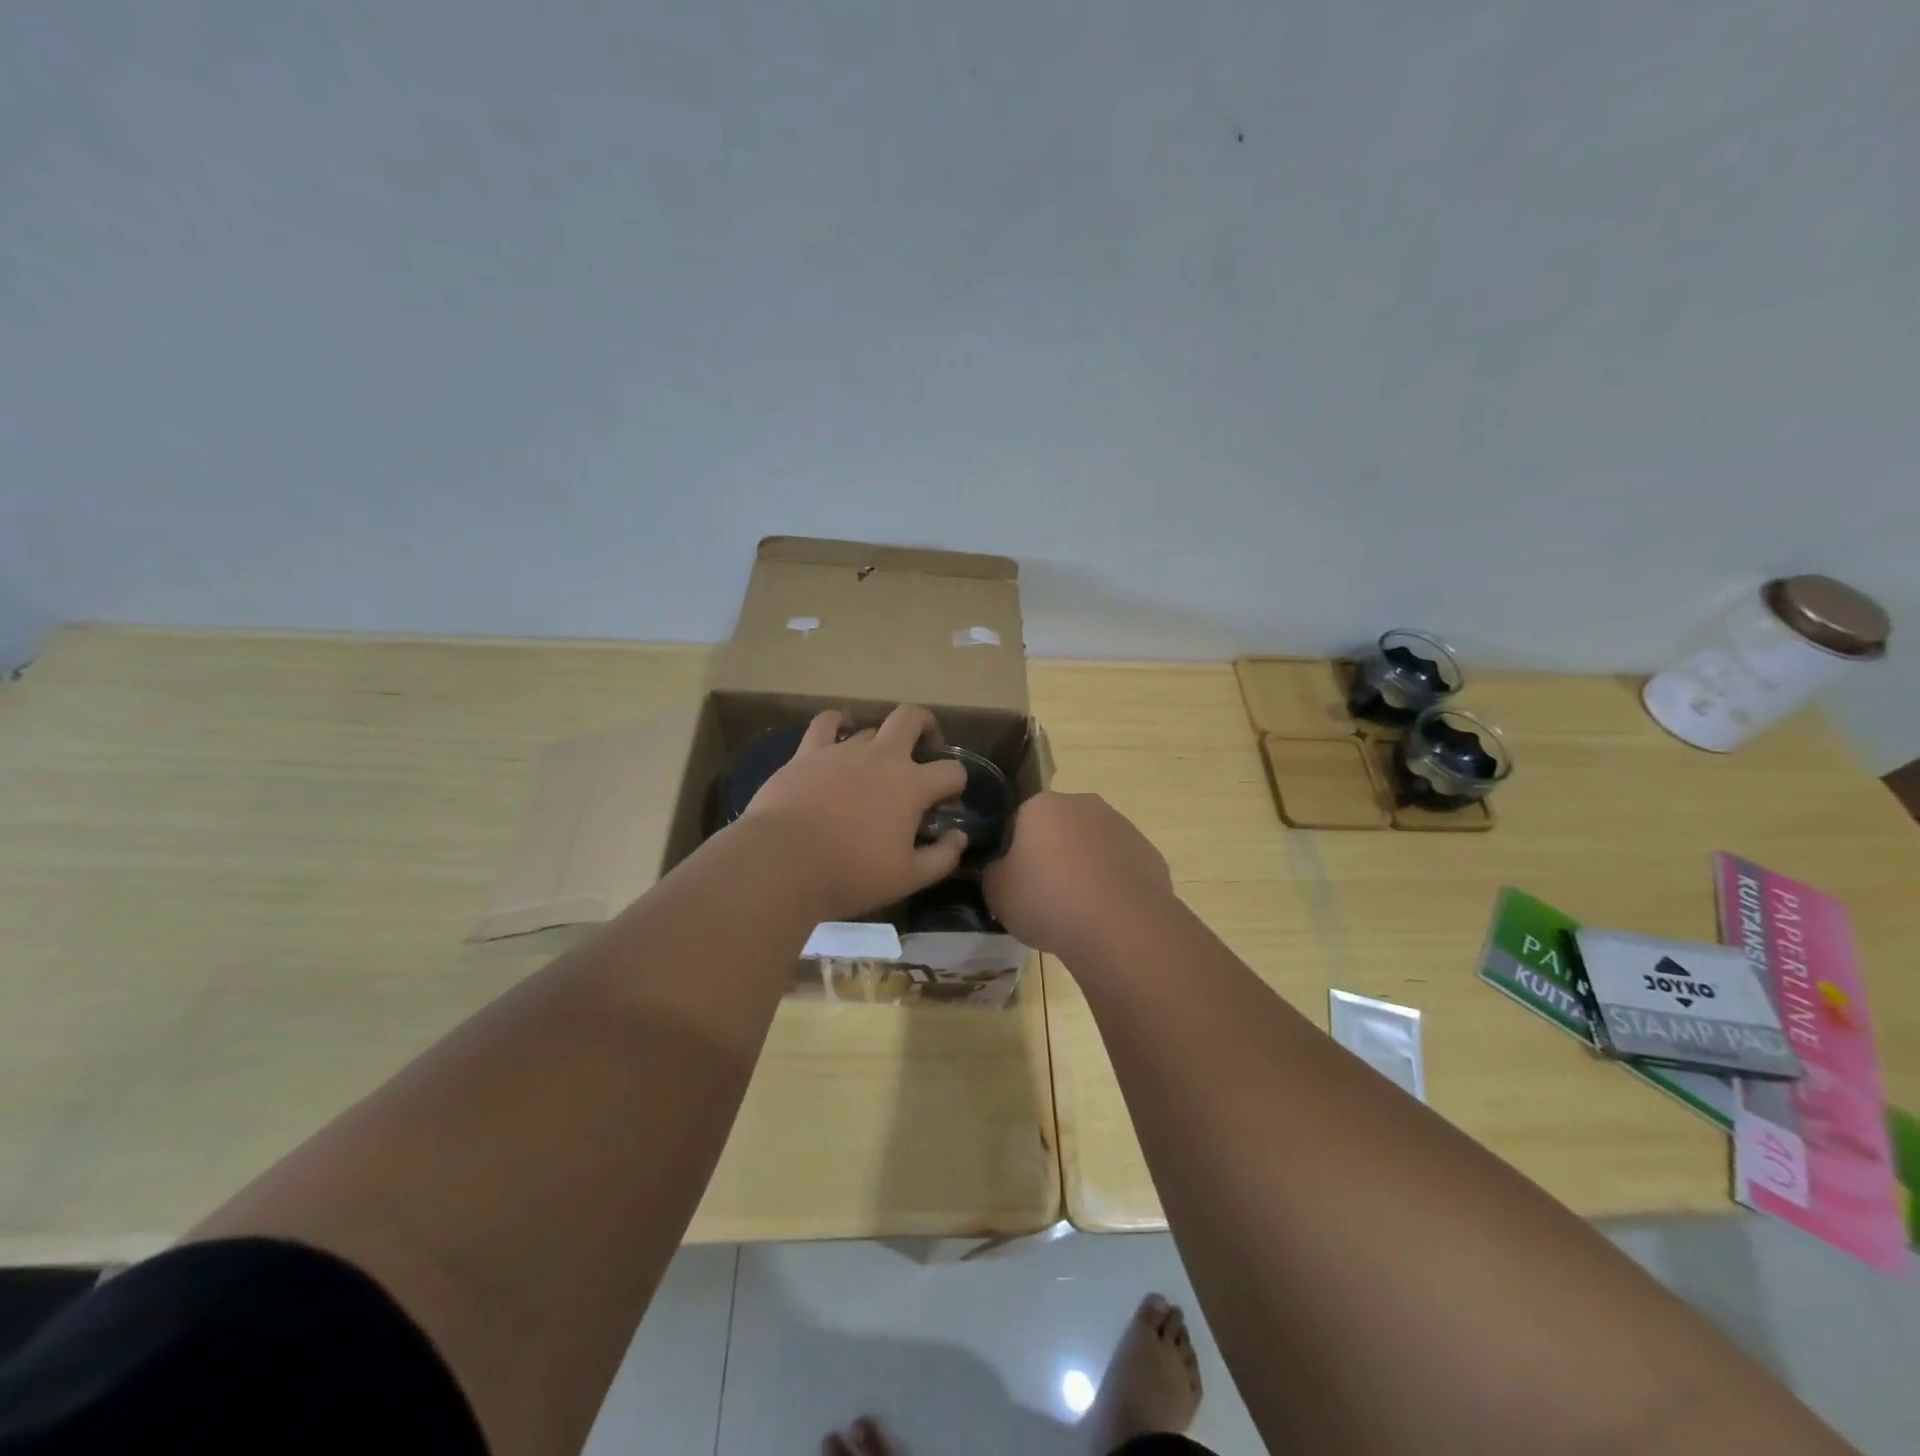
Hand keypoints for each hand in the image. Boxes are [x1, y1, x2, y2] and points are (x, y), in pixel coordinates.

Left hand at [740, 705, 968, 920]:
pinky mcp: (808, 752)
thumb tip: (959, 837)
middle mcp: (882, 757)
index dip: (956, 785)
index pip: (952, 771)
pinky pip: (826, 723)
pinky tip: (838, 732)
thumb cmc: (851, 874)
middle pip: (912, 718)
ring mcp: (843, 750)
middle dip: (926, 726)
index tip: (946, 804)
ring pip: (871, 728)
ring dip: (880, 741)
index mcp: (912, 785)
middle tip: (925, 747)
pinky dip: (837, 723)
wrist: (784, 862)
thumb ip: (942, 857)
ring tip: (874, 764)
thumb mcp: (908, 878)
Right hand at [984, 791, 1174, 959]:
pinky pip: (1121, 869)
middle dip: (1053, 855)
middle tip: (1046, 897)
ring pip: (1093, 847)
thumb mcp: (997, 892)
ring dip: (1085, 870)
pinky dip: (1113, 887)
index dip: (1015, 852)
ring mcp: (1122, 827)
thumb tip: (1004, 871)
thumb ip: (995, 874)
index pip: (1020, 821)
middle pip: (1059, 829)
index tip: (1016, 882)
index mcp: (1042, 806)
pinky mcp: (1150, 854)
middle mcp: (1084, 805)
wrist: (1120, 927)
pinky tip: (1107, 916)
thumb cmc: (1048, 900)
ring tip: (1079, 912)